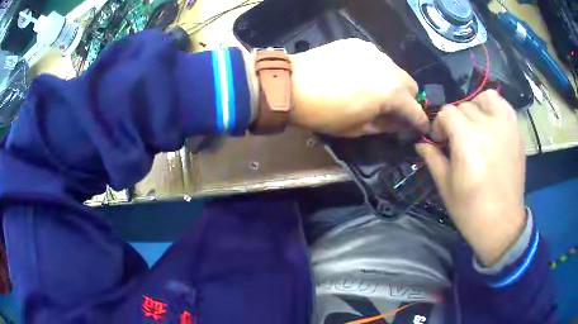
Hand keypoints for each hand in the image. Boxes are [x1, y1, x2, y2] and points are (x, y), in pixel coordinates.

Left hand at [289, 39, 428, 136]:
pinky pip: (377, 59)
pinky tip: (360, 76)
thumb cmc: (324, 113)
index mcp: (391, 93)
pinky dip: (376, 70)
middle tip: (395, 110)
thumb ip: (387, 126)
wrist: (291, 85)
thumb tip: (402, 125)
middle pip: (411, 85)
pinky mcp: (359, 44)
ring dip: (393, 83)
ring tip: (375, 92)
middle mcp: (389, 67)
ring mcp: (374, 52)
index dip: (419, 123)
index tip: (418, 129)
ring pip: (395, 70)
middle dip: (408, 100)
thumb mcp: (359, 128)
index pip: (416, 111)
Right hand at [416, 90, 526, 266]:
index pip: (447, 113)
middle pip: (463, 106)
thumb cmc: (471, 211)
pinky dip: (494, 107)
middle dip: (455, 121)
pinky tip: (490, 121)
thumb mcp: (445, 187)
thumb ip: (432, 158)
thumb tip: (420, 142)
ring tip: (475, 126)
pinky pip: (503, 104)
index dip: (439, 125)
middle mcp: (487, 127)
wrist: (502, 224)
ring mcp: (505, 126)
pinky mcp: (516, 131)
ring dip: (475, 108)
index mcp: (467, 141)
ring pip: (484, 98)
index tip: (439, 141)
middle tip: (457, 141)